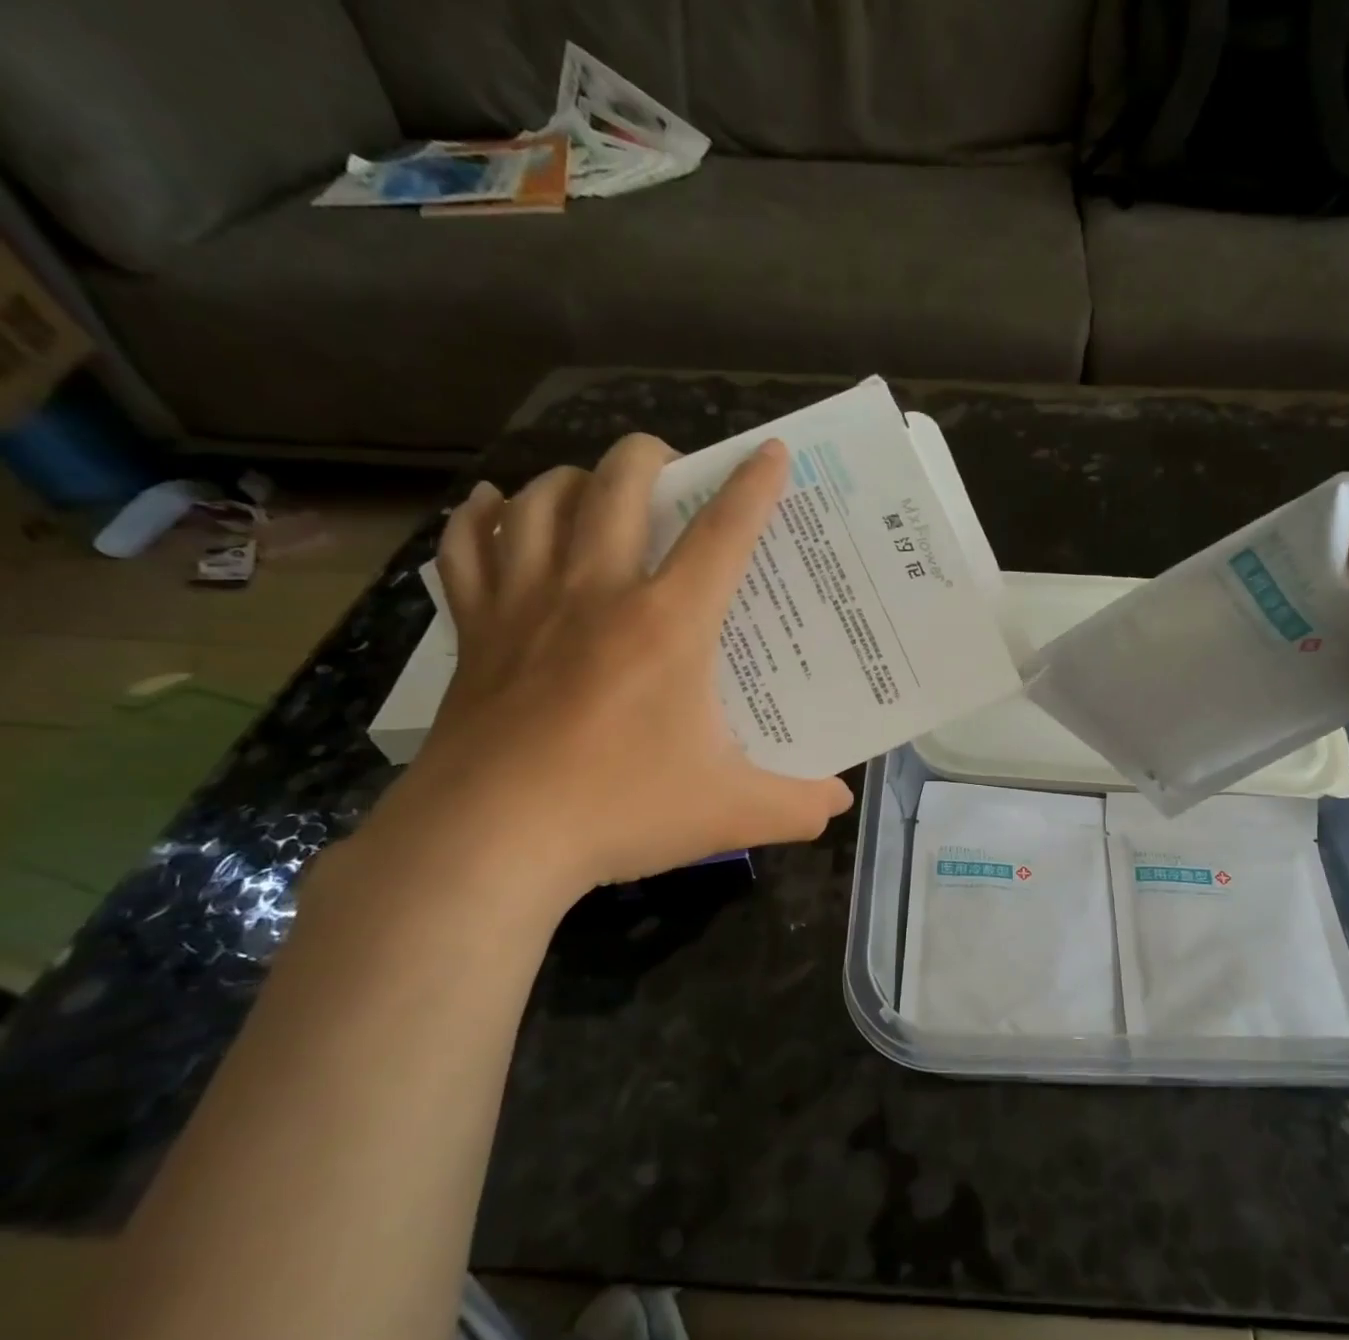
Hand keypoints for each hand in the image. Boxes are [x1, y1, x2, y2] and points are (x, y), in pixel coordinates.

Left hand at [365, 434, 853, 908]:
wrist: (490, 840)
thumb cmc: (620, 810)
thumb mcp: (733, 812)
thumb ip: (799, 805)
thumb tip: (841, 801)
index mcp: (669, 623)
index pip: (723, 533)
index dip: (753, 486)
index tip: (770, 451)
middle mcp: (597, 592)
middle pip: (618, 484)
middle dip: (651, 456)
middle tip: (673, 468)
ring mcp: (527, 605)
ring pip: (541, 500)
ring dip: (573, 478)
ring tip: (595, 490)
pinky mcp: (476, 631)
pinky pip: (469, 548)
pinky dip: (482, 518)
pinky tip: (495, 510)